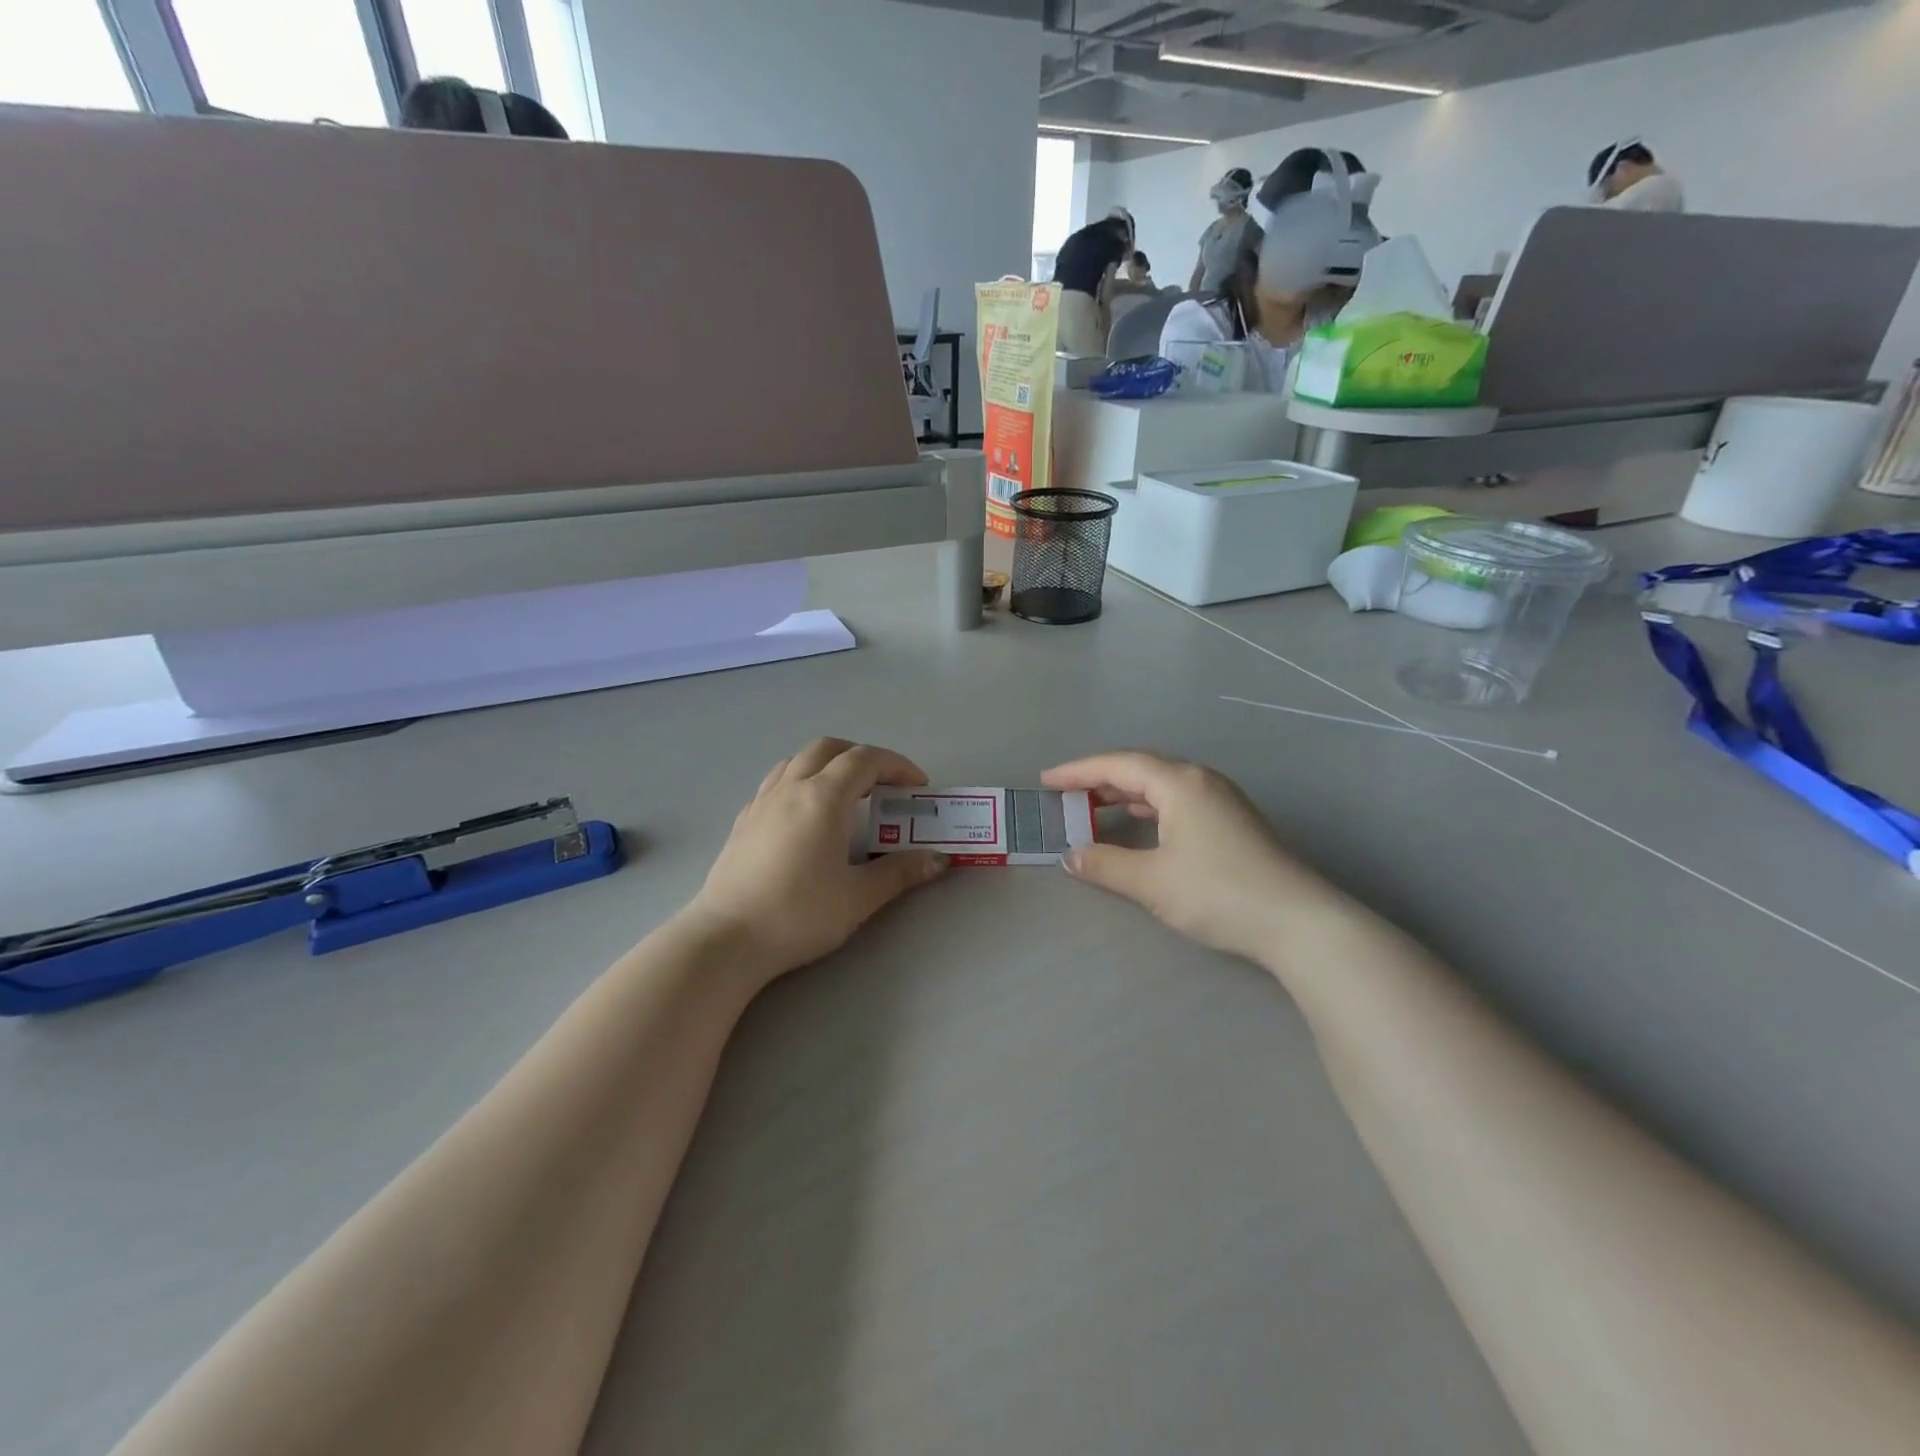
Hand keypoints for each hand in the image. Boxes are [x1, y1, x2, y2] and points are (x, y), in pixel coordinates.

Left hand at [685, 739, 948, 983]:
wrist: (726, 939)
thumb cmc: (798, 914)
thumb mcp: (858, 897)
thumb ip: (900, 872)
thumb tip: (939, 860)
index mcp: (823, 797)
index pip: (866, 760)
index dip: (897, 765)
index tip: (917, 787)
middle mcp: (791, 788)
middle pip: (830, 748)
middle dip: (862, 756)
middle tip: (884, 784)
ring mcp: (761, 802)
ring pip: (797, 760)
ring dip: (828, 764)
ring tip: (846, 793)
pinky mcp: (743, 821)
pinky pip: (776, 783)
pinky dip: (800, 782)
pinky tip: (805, 815)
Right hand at [1041, 751, 1326, 963]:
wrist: (1298, 922)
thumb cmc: (1218, 893)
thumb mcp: (1152, 881)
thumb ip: (1105, 865)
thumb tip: (1069, 857)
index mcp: (1179, 783)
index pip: (1118, 765)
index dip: (1078, 771)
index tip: (1046, 781)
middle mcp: (1201, 780)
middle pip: (1141, 768)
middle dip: (1100, 779)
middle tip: (1066, 793)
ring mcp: (1222, 799)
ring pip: (1162, 784)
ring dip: (1125, 792)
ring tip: (1094, 806)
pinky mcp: (1233, 821)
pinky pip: (1178, 800)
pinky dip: (1149, 806)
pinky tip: (1140, 823)